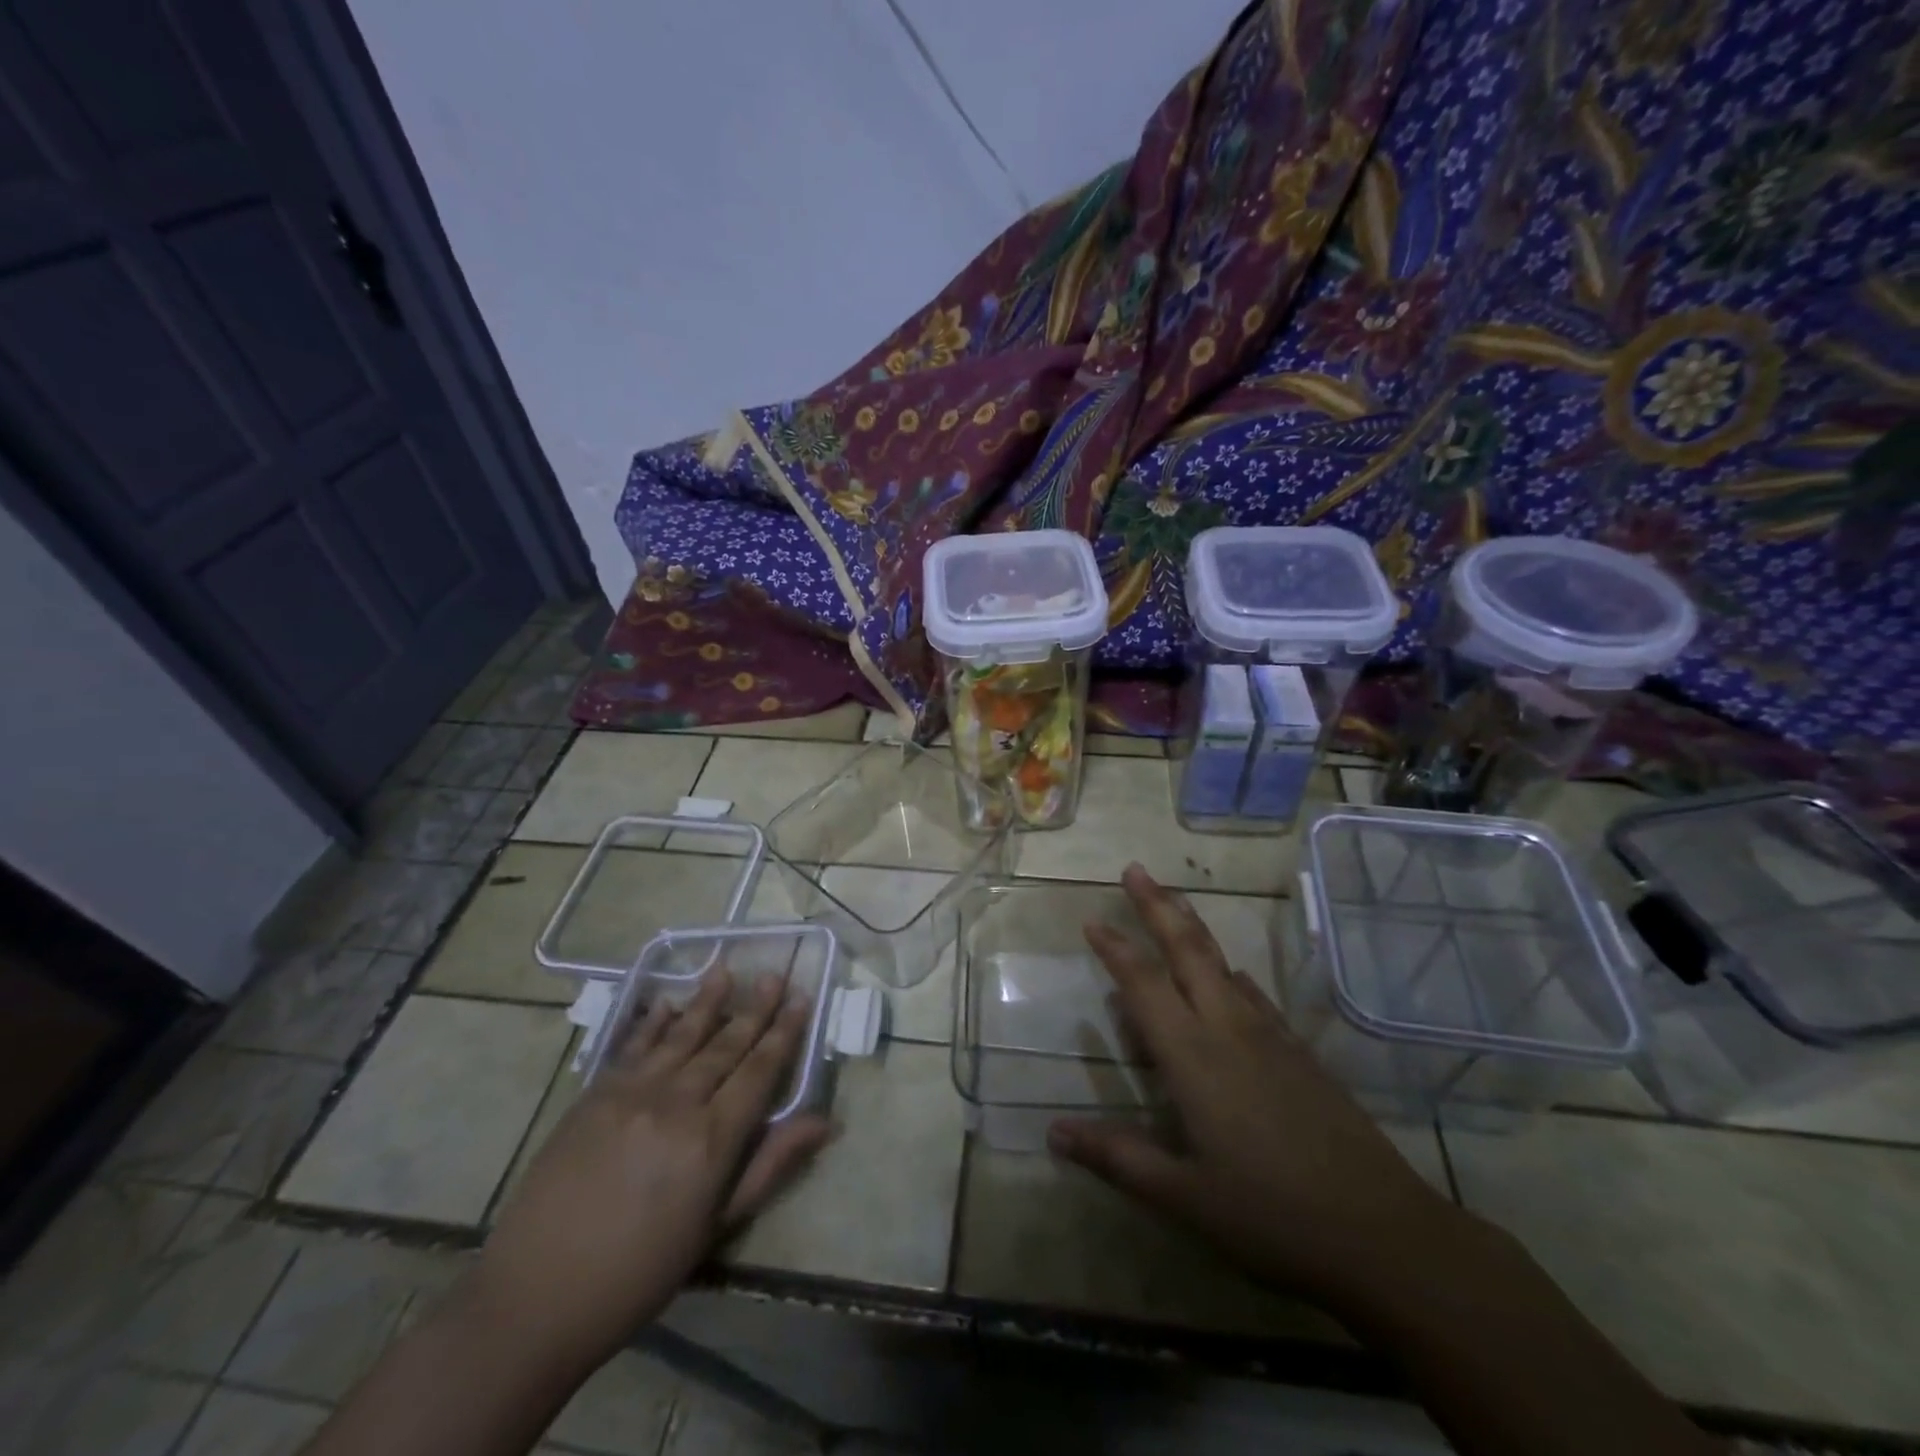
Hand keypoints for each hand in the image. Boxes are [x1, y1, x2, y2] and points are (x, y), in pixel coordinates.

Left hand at [472, 971, 831, 1372]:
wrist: (535, 1297)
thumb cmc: (640, 1273)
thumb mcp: (716, 1228)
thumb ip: (770, 1165)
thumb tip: (825, 1122)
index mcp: (712, 1139)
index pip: (760, 1070)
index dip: (784, 1033)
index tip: (801, 998)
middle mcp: (677, 1103)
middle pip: (725, 1044)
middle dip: (754, 1008)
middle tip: (774, 974)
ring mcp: (632, 1094)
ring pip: (682, 1036)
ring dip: (707, 1000)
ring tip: (726, 968)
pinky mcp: (594, 1095)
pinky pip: (633, 1047)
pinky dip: (654, 1023)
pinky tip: (668, 1004)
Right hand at [1049, 864, 1464, 1309]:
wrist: (1383, 1232)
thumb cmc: (1272, 1215)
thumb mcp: (1184, 1198)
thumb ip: (1118, 1158)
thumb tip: (1053, 1132)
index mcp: (1193, 1056)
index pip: (1144, 985)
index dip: (1115, 949)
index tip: (1092, 920)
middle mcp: (1228, 1029)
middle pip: (1188, 950)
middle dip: (1158, 905)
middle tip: (1134, 869)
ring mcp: (1270, 1036)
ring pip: (1222, 962)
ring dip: (1192, 927)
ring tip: (1174, 903)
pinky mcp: (1299, 1051)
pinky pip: (1253, 993)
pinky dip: (1230, 972)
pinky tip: (1230, 976)